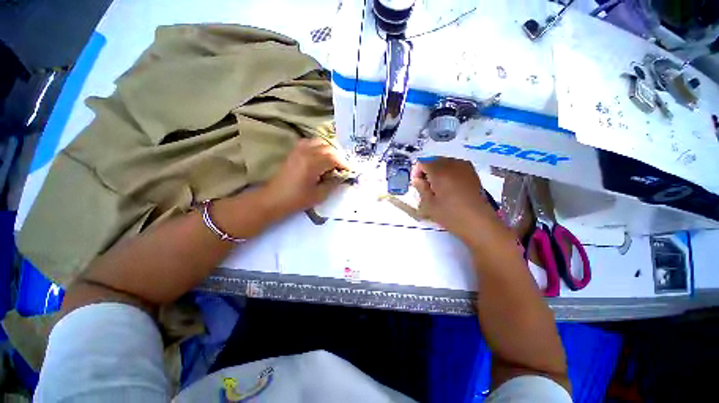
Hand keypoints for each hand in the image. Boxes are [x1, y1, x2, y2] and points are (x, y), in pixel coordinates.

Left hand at [261, 138, 348, 217]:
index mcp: (312, 164)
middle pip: (328, 148)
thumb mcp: (319, 195)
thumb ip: (333, 184)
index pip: (334, 158)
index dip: (344, 164)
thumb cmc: (296, 199)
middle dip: (338, 157)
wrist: (274, 199)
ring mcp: (298, 150)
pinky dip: (318, 147)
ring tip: (333, 161)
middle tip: (343, 167)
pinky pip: (309, 142)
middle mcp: (306, 153)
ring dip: (329, 150)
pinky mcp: (294, 152)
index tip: (350, 170)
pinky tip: (320, 156)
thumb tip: (342, 176)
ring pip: (319, 142)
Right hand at [412, 158, 495, 244]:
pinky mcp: (472, 173)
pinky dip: (448, 171)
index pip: (422, 163)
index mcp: (439, 172)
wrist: (479, 222)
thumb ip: (421, 188)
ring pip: (445, 162)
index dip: (416, 172)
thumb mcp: (429, 205)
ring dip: (437, 171)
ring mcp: (464, 167)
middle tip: (426, 187)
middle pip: (433, 161)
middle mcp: (452, 164)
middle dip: (426, 171)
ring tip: (438, 187)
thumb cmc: (451, 215)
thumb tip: (417, 179)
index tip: (417, 185)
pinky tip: (450, 185)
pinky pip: (455, 165)